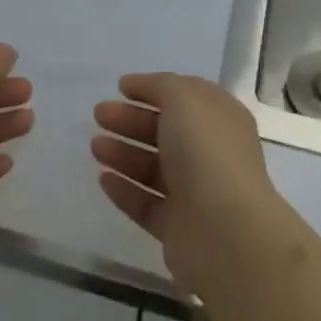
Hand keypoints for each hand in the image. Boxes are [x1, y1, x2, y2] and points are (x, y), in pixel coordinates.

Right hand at [92, 72, 279, 297]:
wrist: (225, 233)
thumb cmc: (207, 154)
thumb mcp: (184, 100)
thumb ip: (162, 86)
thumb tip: (143, 86)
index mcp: (220, 121)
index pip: (185, 97)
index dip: (154, 89)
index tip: (120, 87)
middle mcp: (211, 155)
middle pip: (165, 132)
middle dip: (131, 120)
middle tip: (99, 115)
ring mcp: (195, 194)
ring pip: (153, 168)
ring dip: (123, 154)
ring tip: (95, 146)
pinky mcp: (177, 229)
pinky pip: (146, 204)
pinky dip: (125, 190)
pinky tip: (103, 179)